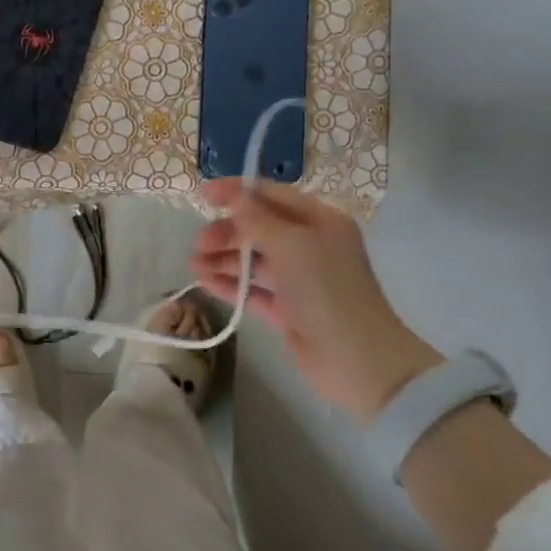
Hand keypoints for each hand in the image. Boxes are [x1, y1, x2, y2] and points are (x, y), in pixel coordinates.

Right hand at [191, 179, 441, 424]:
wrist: (356, 359)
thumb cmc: (326, 289)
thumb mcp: (290, 244)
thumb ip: (257, 218)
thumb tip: (235, 196)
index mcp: (320, 221)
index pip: (272, 195)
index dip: (237, 192)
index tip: (203, 194)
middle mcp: (310, 246)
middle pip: (260, 228)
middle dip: (227, 231)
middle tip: (199, 242)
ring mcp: (299, 279)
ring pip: (253, 260)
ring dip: (223, 258)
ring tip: (194, 264)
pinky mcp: (287, 310)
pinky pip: (252, 289)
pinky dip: (228, 283)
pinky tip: (203, 281)